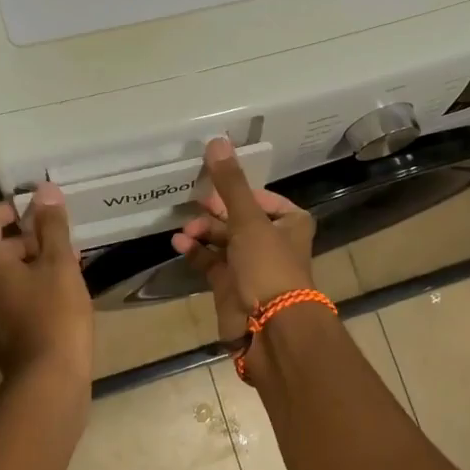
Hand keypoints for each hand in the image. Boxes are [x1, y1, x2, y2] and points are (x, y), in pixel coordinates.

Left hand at [0, 184, 93, 383]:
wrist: (48, 381)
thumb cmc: (55, 315)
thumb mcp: (60, 264)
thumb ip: (52, 226)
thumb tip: (45, 190)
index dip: (10, 208)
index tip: (40, 209)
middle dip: (29, 238)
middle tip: (63, 242)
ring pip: (4, 274)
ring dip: (32, 263)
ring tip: (68, 268)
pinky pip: (9, 297)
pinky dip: (30, 287)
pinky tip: (61, 296)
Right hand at [171, 139, 315, 341]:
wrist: (270, 329)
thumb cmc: (269, 267)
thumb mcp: (249, 220)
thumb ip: (230, 183)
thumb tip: (217, 140)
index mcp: (290, 222)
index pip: (261, 197)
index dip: (237, 190)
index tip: (212, 184)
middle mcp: (273, 242)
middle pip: (238, 218)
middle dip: (214, 211)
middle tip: (193, 204)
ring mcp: (251, 266)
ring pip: (222, 240)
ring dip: (202, 232)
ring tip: (184, 229)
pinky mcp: (231, 287)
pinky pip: (210, 262)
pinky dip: (196, 252)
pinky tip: (179, 244)